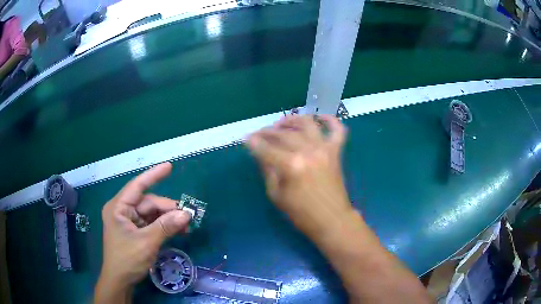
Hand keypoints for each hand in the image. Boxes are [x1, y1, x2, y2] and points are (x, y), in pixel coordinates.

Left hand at [97, 163, 190, 289]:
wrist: (120, 281)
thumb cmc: (127, 259)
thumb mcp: (147, 242)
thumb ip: (166, 226)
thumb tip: (187, 214)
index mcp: (118, 207)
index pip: (137, 186)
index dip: (153, 176)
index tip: (170, 167)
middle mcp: (123, 210)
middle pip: (148, 203)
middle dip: (168, 209)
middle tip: (188, 216)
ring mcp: (129, 221)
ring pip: (152, 214)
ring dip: (169, 219)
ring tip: (186, 225)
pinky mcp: (135, 231)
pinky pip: (152, 224)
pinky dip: (165, 226)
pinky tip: (178, 230)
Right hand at [246, 115, 351, 235]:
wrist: (331, 220)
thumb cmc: (302, 213)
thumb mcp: (276, 195)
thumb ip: (267, 170)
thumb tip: (260, 152)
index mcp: (291, 165)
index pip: (266, 148)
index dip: (254, 142)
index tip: (247, 138)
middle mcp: (308, 151)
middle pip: (284, 134)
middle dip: (268, 132)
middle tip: (260, 134)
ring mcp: (324, 149)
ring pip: (307, 123)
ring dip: (293, 120)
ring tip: (282, 123)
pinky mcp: (336, 152)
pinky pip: (338, 130)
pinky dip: (331, 120)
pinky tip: (321, 117)